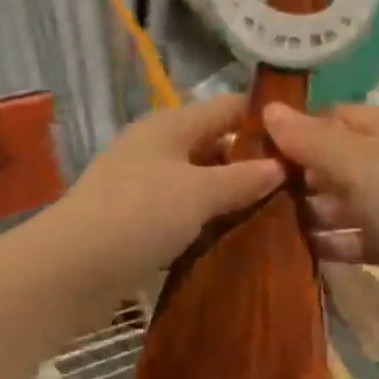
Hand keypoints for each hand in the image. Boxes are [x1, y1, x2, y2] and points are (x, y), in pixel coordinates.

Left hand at [55, 94, 284, 287]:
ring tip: (278, 218)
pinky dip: (207, 226)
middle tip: (300, 189)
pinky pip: (183, 217)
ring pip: (199, 186)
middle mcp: (157, 149)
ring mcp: (144, 188)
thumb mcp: (198, 192)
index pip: (228, 108)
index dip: (266, 119)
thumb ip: (242, 177)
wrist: (72, 270)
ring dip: (231, 200)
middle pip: (215, 147)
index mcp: (171, 126)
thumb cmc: (138, 215)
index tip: (306, 142)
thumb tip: (281, 165)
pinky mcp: (137, 225)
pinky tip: (235, 241)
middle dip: (253, 165)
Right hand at [261, 102, 378, 297]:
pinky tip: (298, 251)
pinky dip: (333, 241)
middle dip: (300, 175)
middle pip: (338, 160)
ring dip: (312, 212)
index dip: (297, 130)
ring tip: (265, 223)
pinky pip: (358, 236)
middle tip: (255, 192)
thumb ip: (310, 140)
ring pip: (347, 201)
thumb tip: (268, 109)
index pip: (334, 116)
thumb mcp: (356, 164)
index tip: (256, 150)